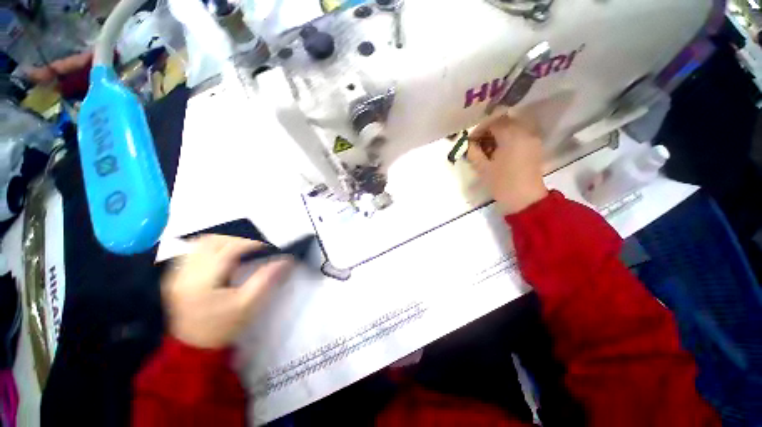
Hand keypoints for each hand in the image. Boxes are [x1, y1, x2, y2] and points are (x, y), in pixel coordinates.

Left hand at [162, 235, 293, 348]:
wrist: (193, 347)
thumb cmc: (223, 327)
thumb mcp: (248, 305)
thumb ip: (266, 279)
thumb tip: (286, 260)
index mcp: (203, 281)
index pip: (229, 249)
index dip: (251, 243)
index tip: (267, 247)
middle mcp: (185, 273)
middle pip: (213, 241)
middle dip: (238, 239)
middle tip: (255, 248)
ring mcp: (177, 273)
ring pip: (200, 243)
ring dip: (224, 240)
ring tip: (240, 248)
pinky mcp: (175, 275)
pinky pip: (192, 250)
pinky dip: (210, 246)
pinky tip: (221, 254)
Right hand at [468, 116, 548, 214]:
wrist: (525, 200)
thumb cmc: (502, 184)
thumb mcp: (482, 168)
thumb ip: (473, 152)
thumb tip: (470, 143)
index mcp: (511, 136)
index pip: (493, 122)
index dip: (479, 129)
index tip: (470, 141)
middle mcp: (525, 132)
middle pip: (504, 121)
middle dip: (489, 130)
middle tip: (478, 143)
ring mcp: (532, 139)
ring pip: (513, 128)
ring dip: (498, 134)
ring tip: (487, 149)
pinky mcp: (535, 147)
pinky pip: (520, 135)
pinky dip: (508, 139)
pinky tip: (499, 152)